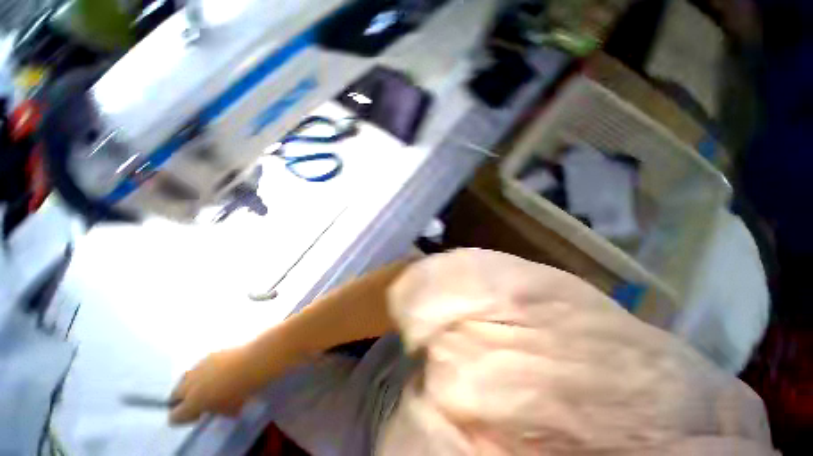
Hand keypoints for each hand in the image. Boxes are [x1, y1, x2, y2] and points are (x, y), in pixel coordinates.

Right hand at [169, 347, 258, 423]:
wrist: (252, 362)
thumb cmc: (241, 390)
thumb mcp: (231, 409)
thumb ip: (220, 412)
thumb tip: (223, 410)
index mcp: (191, 403)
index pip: (174, 417)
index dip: (184, 418)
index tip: (198, 415)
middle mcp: (188, 385)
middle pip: (174, 396)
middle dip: (182, 400)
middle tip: (198, 400)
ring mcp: (197, 367)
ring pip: (184, 379)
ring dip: (192, 383)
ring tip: (208, 384)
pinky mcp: (208, 355)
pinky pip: (199, 365)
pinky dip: (204, 370)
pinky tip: (219, 369)